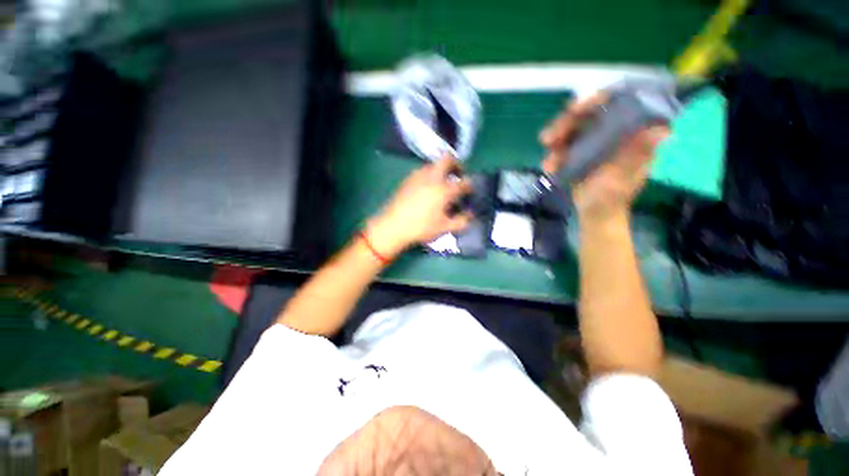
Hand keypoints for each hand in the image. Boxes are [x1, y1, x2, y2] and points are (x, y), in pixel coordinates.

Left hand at [367, 156, 472, 257]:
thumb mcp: (444, 228)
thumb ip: (461, 221)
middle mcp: (432, 177)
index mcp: (444, 189)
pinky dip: (429, 175)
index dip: (470, 185)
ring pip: (433, 164)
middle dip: (456, 164)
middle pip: (447, 159)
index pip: (464, 182)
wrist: (393, 226)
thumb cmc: (421, 228)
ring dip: (441, 170)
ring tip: (441, 184)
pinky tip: (426, 189)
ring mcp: (418, 176)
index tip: (470, 190)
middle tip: (457, 175)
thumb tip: (470, 214)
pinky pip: (422, 171)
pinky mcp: (407, 179)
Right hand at [540, 93, 669, 223]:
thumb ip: (635, 157)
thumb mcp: (623, 179)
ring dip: (555, 142)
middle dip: (565, 124)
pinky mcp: (579, 151)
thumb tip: (662, 130)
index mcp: (632, 134)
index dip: (599, 99)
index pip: (620, 104)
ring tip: (548, 162)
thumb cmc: (611, 199)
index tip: (577, 108)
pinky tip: (549, 168)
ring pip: (572, 128)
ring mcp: (595, 141)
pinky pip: (563, 146)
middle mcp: (613, 132)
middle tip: (548, 138)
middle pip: (589, 114)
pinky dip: (553, 155)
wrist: (595, 213)